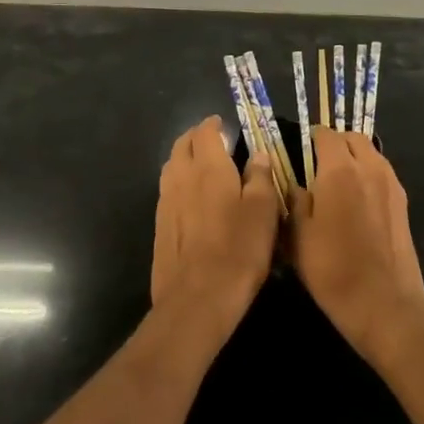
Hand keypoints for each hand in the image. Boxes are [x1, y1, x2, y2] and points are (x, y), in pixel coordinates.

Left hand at [150, 118, 279, 339]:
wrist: (197, 298)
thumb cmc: (238, 250)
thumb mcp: (264, 211)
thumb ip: (260, 177)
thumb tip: (258, 154)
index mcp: (208, 167)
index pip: (204, 132)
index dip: (214, 125)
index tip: (225, 125)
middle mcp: (181, 177)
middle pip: (182, 145)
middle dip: (196, 138)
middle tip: (214, 141)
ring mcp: (165, 202)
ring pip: (172, 167)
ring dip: (185, 159)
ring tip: (204, 166)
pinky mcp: (159, 226)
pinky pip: (168, 191)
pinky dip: (180, 183)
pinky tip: (193, 199)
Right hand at [291, 128, 423, 358]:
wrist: (383, 301)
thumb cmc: (332, 268)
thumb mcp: (298, 236)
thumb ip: (296, 202)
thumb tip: (297, 186)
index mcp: (340, 171)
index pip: (326, 135)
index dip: (312, 137)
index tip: (301, 147)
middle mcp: (370, 168)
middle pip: (353, 138)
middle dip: (336, 143)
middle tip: (319, 161)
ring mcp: (391, 184)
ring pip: (372, 153)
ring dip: (355, 156)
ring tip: (338, 180)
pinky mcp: (403, 203)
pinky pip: (383, 173)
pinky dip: (369, 174)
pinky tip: (357, 200)